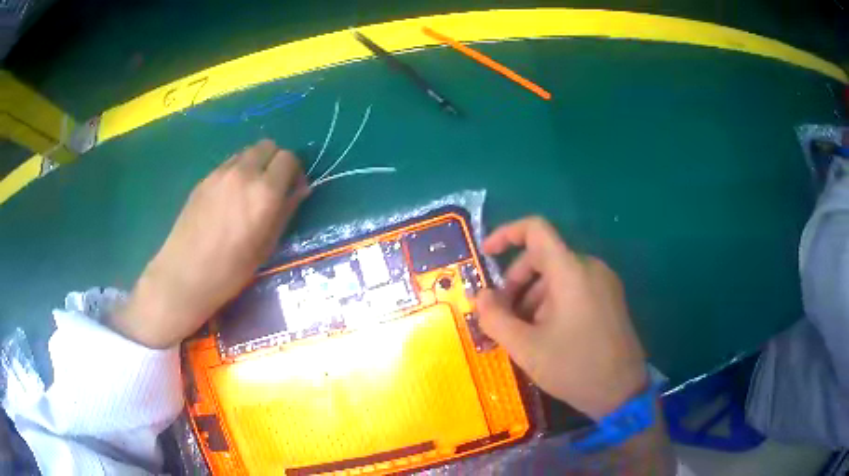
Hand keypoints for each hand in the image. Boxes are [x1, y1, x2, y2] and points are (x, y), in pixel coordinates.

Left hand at [111, 140, 309, 347]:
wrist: (185, 273)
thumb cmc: (231, 269)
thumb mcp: (266, 246)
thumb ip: (285, 211)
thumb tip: (300, 190)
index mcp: (264, 191)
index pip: (289, 158)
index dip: (295, 171)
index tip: (291, 190)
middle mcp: (243, 172)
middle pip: (268, 145)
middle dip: (275, 161)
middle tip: (272, 187)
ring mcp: (220, 172)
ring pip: (247, 152)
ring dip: (256, 164)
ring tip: (248, 192)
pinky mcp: (204, 178)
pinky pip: (228, 163)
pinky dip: (237, 171)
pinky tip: (228, 198)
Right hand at [476, 217, 646, 419]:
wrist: (622, 392)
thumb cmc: (574, 367)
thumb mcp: (526, 348)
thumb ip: (495, 318)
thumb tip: (481, 296)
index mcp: (571, 271)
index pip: (536, 229)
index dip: (507, 234)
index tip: (486, 255)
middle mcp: (590, 267)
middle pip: (544, 256)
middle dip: (516, 281)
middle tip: (503, 314)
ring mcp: (604, 282)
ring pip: (558, 275)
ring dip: (533, 295)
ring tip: (524, 331)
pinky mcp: (610, 298)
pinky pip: (574, 287)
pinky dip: (552, 301)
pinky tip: (546, 333)